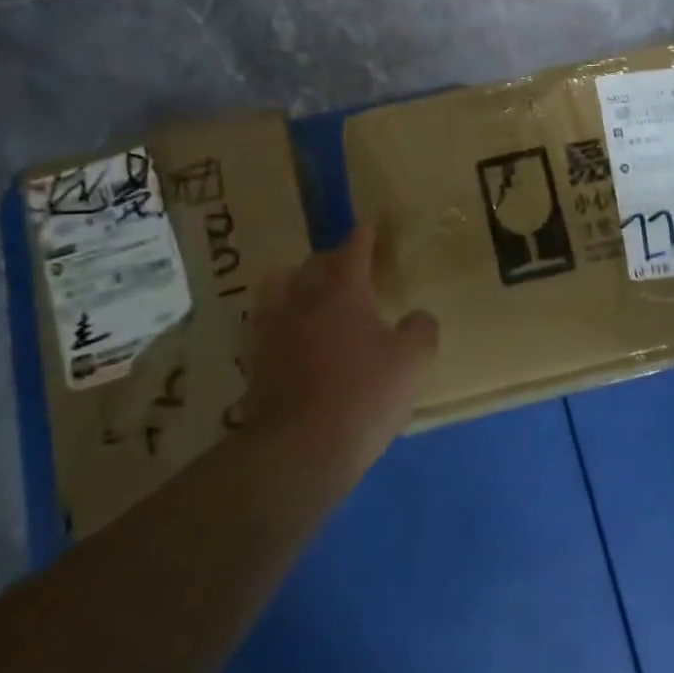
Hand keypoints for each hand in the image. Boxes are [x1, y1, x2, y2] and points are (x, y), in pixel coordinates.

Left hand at [237, 225, 439, 476]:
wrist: (300, 450)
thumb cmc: (363, 396)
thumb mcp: (412, 362)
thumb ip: (420, 330)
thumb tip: (417, 317)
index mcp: (342, 293)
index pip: (353, 250)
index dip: (364, 234)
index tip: (368, 221)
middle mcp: (302, 301)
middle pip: (311, 265)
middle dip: (330, 259)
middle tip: (345, 266)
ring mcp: (271, 331)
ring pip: (276, 288)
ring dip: (293, 283)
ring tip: (306, 295)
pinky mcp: (253, 362)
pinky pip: (261, 327)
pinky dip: (275, 322)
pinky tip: (284, 336)